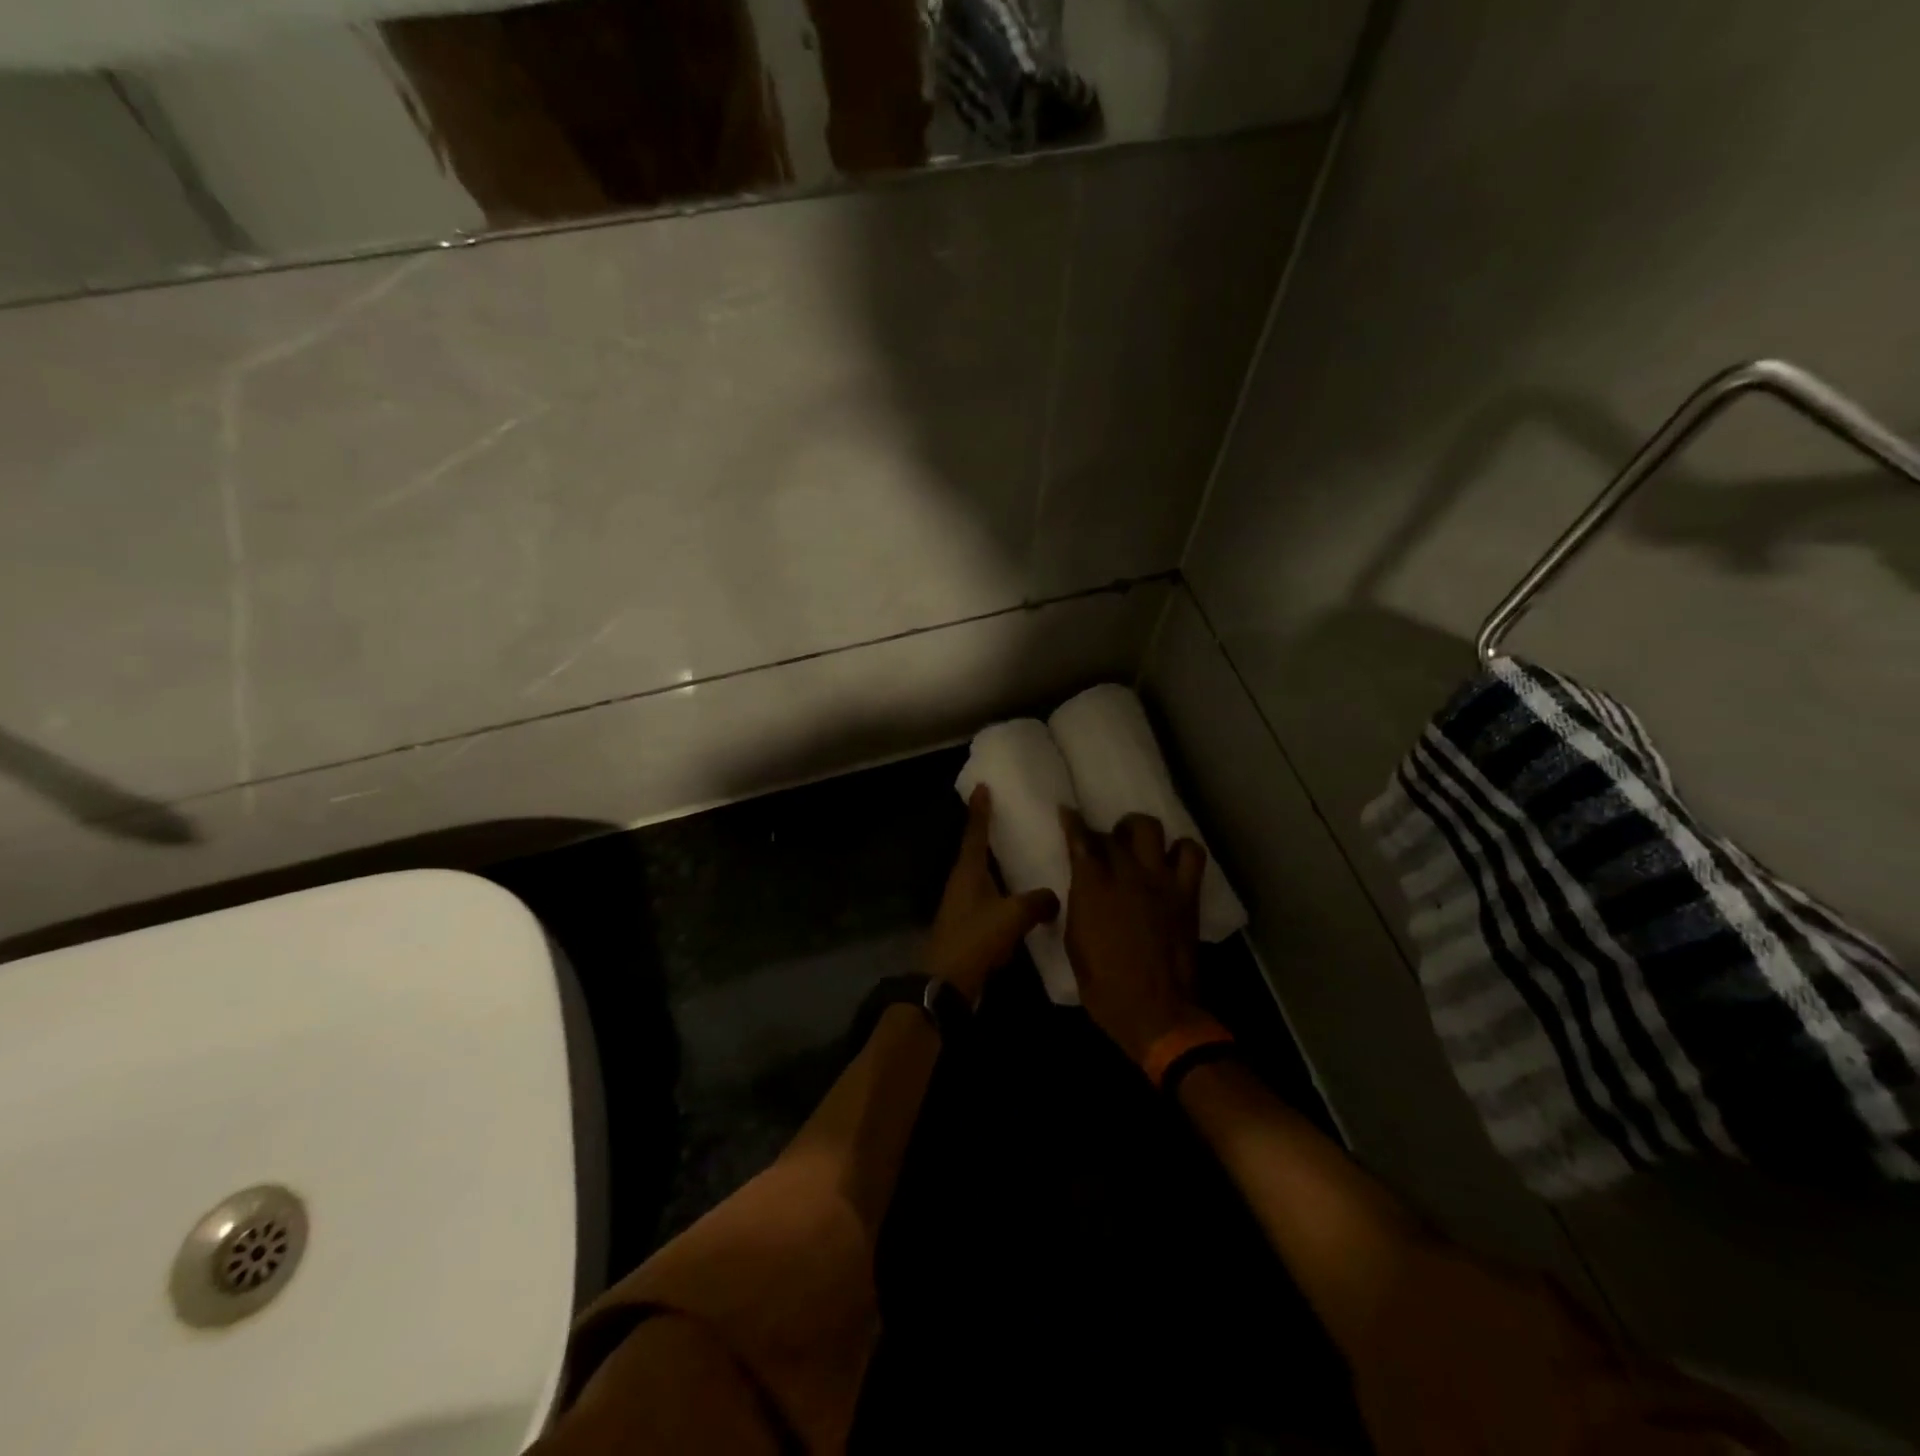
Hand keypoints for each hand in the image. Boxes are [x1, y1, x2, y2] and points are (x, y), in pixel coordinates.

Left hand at [923, 786, 1059, 1002]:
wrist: (946, 983)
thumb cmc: (975, 939)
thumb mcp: (1012, 916)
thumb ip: (1036, 901)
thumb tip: (1054, 897)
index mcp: (968, 872)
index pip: (975, 833)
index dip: (980, 810)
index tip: (981, 787)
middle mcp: (962, 884)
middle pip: (975, 852)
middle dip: (988, 835)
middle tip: (1008, 817)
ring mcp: (962, 906)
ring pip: (982, 878)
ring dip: (997, 867)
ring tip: (1019, 856)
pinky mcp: (967, 927)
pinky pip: (988, 901)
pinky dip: (1003, 894)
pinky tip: (1019, 901)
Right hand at [1060, 809, 1208, 1066]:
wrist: (1156, 1011)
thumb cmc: (1104, 986)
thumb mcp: (1075, 944)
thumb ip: (1080, 907)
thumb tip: (1083, 890)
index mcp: (1092, 887)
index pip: (1081, 839)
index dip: (1072, 822)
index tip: (1067, 812)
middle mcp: (1126, 873)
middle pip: (1114, 832)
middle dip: (1106, 834)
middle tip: (1105, 847)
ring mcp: (1160, 880)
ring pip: (1150, 829)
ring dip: (1140, 831)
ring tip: (1137, 845)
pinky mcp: (1186, 893)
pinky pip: (1191, 853)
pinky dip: (1181, 850)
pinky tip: (1171, 862)